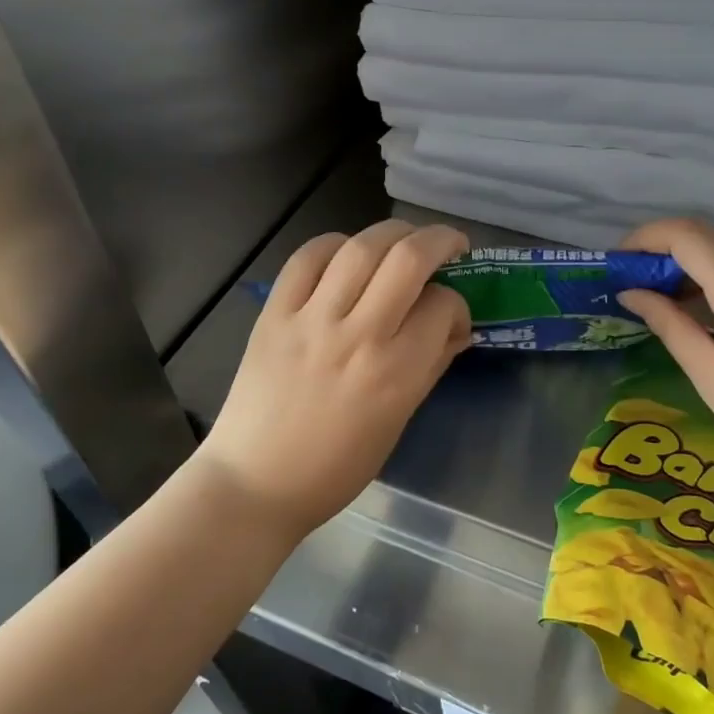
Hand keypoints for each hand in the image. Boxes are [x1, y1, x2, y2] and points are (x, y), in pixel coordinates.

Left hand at [198, 219, 471, 539]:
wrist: (255, 481)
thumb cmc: (336, 467)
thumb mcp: (397, 423)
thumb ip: (430, 368)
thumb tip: (456, 330)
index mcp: (395, 374)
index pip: (442, 307)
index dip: (458, 304)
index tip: (453, 315)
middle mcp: (357, 336)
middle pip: (408, 259)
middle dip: (440, 240)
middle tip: (451, 245)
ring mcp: (311, 320)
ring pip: (361, 247)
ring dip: (394, 232)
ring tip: (406, 239)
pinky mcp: (274, 314)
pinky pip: (307, 258)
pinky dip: (335, 244)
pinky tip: (348, 253)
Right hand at [616, 219, 713, 493]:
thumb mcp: (712, 377)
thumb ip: (669, 325)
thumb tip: (631, 292)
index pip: (688, 234)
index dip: (647, 238)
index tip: (620, 264)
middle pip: (712, 237)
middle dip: (667, 252)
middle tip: (638, 287)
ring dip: (698, 266)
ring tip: (673, 307)